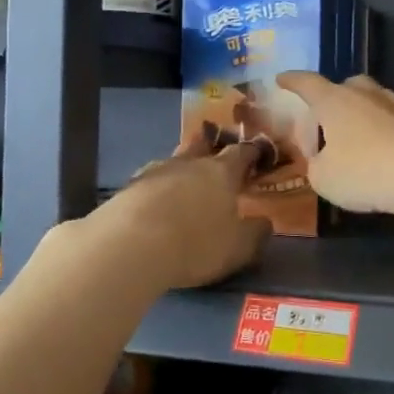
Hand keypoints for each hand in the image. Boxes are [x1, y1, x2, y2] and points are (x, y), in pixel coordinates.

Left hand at [88, 138, 271, 289]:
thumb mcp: (238, 248)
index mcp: (222, 172)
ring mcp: (155, 171)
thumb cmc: (196, 243)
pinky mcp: (128, 187)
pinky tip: (154, 201)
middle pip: (202, 145)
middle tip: (216, 156)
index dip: (251, 152)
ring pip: (173, 161)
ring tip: (184, 182)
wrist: (131, 245)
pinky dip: (155, 188)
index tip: (257, 153)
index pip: (241, 153)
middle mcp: (189, 163)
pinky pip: (148, 181)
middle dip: (211, 147)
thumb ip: (255, 233)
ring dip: (181, 168)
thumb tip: (265, 221)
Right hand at [275, 73, 393, 220]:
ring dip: (354, 122)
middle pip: (342, 89)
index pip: (307, 83)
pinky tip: (376, 160)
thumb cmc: (364, 171)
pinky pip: (387, 124)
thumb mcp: (323, 178)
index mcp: (334, 100)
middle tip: (321, 134)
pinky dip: (376, 136)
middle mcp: (364, 94)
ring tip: (349, 150)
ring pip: (367, 105)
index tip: (281, 79)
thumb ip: (316, 166)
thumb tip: (324, 161)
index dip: (292, 82)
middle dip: (328, 106)